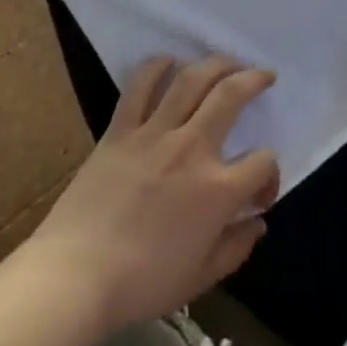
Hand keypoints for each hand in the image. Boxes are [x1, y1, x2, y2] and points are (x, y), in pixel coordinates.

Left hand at [26, 56, 279, 336]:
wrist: (75, 277)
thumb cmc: (142, 284)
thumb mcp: (201, 277)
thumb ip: (237, 247)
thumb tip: (258, 222)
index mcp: (218, 190)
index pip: (263, 162)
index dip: (270, 174)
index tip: (259, 193)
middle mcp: (192, 149)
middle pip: (232, 95)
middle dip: (255, 79)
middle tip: (264, 75)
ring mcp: (154, 134)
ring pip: (191, 79)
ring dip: (215, 63)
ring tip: (228, 62)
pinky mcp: (120, 130)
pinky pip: (140, 86)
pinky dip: (157, 67)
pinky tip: (169, 61)